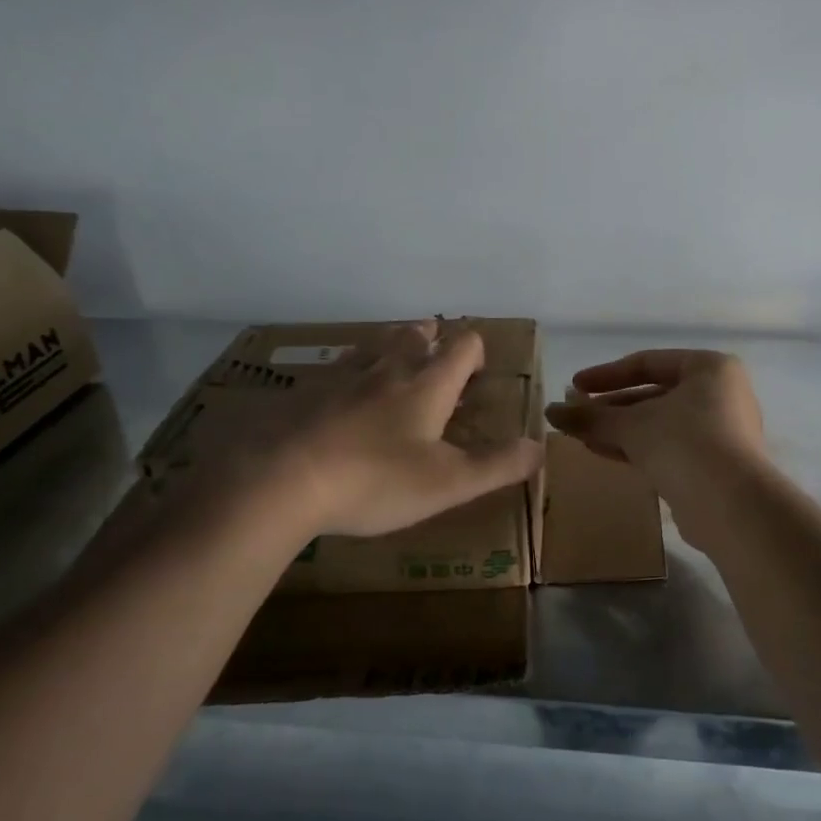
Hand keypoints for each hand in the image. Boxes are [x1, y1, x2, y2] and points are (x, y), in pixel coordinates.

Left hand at [144, 321, 543, 554]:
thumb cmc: (375, 480)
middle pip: (413, 336)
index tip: (478, 366)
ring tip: (394, 353)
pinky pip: (336, 368)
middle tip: (435, 345)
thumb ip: (497, 465)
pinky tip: (340, 389)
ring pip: (373, 345)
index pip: (461, 348)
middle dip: (430, 337)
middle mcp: (387, 370)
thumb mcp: (448, 483)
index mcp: (426, 386)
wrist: (281, 480)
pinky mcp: (305, 394)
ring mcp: (341, 378)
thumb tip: (540, 446)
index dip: (474, 350)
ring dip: (390, 344)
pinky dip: (349, 370)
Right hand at [544, 349, 764, 485]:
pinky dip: (636, 447)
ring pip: (658, 423)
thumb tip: (550, 412)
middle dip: (611, 406)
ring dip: (619, 429)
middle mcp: (719, 394)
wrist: (731, 506)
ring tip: (581, 435)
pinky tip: (602, 451)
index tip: (574, 386)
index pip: (648, 362)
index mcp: (709, 368)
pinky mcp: (712, 465)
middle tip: (575, 414)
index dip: (607, 374)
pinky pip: (667, 447)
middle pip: (653, 394)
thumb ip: (590, 417)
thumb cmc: (684, 443)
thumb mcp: (632, 425)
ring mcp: (719, 432)